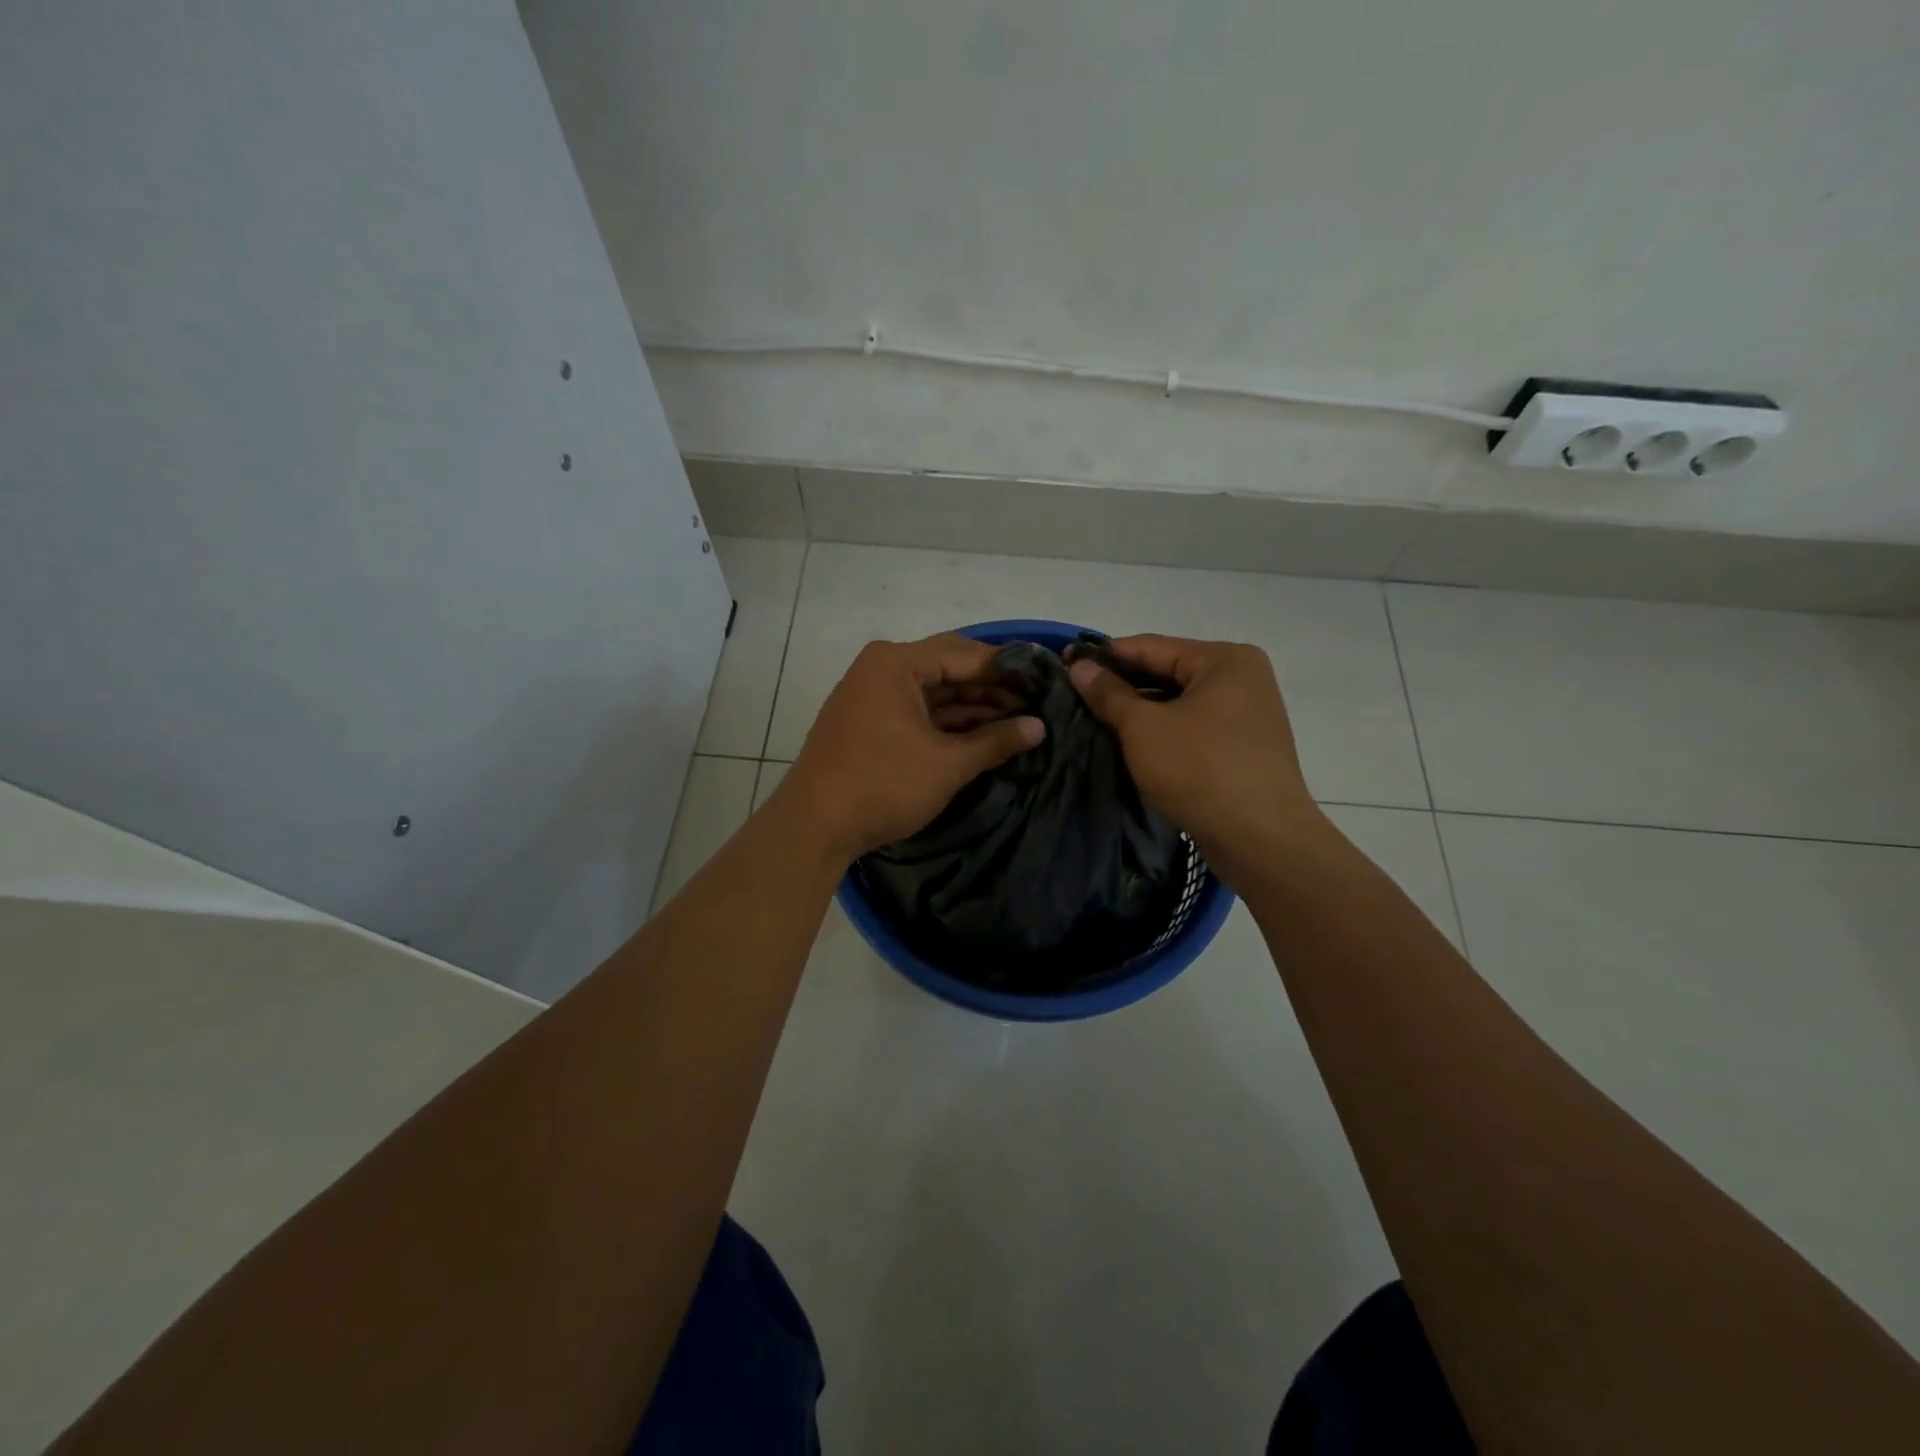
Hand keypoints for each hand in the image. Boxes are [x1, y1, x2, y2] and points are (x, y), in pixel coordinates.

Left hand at [776, 633, 1044, 864]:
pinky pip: (917, 712)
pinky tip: (982, 735)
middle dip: (992, 687)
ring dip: (972, 707)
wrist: (815, 826)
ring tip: (1018, 722)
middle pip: (949, 668)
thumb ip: (996, 741)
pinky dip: (947, 722)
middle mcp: (882, 669)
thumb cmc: (884, 784)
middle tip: (1036, 702)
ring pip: (933, 693)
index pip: (966, 654)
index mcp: (897, 663)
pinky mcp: (869, 723)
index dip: (1009, 669)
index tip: (1045, 680)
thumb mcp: (948, 764)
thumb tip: (1039, 727)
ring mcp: (872, 696)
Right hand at [1068, 635, 1322, 877]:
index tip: (1065, 664)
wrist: (1261, 839)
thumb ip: (1109, 693)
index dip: (1104, 656)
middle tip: (1075, 696)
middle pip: (1167, 673)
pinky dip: (1162, 732)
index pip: (1150, 647)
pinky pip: (1193, 728)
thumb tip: (1080, 666)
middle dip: (1122, 686)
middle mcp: (1242, 679)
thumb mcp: (1144, 728)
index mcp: (1224, 660)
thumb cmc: (1200, 770)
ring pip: (1179, 703)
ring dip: (1140, 713)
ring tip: (1095, 721)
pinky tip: (1130, 745)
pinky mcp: (1244, 748)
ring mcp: (1247, 715)